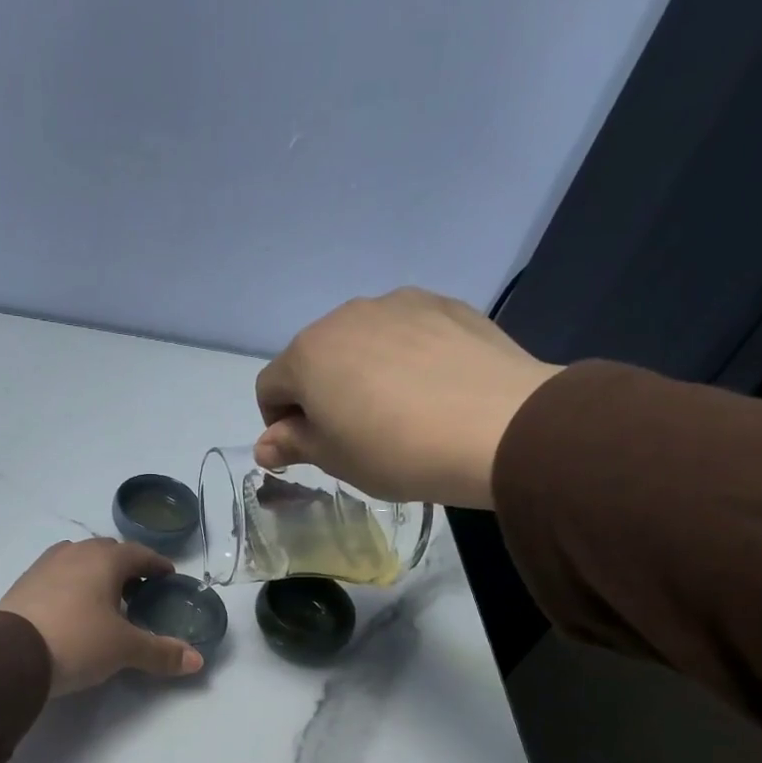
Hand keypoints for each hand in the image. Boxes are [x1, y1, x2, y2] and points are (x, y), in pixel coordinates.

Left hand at [0, 539, 204, 695]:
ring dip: (95, 574)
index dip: (157, 565)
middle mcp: (74, 553)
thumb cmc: (77, 641)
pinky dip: (72, 586)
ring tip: (105, 600)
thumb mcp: (124, 649)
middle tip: (138, 591)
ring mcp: (44, 566)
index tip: (168, 576)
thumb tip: (197, 661)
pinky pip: (57, 576)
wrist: (10, 655)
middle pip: (107, 552)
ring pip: (79, 561)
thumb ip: (161, 653)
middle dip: (126, 567)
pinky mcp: (23, 585)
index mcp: (104, 559)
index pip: (139, 554)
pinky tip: (72, 609)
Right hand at [253, 287, 563, 509]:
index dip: (278, 422)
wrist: (496, 426)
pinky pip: (405, 331)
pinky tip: (429, 388)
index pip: (270, 386)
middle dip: (319, 392)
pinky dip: (403, 356)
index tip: (305, 449)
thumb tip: (265, 445)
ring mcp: (398, 303)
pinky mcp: (444, 304)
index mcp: (307, 354)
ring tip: (394, 409)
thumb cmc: (395, 450)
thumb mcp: (334, 459)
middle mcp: (345, 316)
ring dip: (360, 371)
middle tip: (349, 433)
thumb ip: (293, 445)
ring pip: (360, 340)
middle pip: (314, 357)